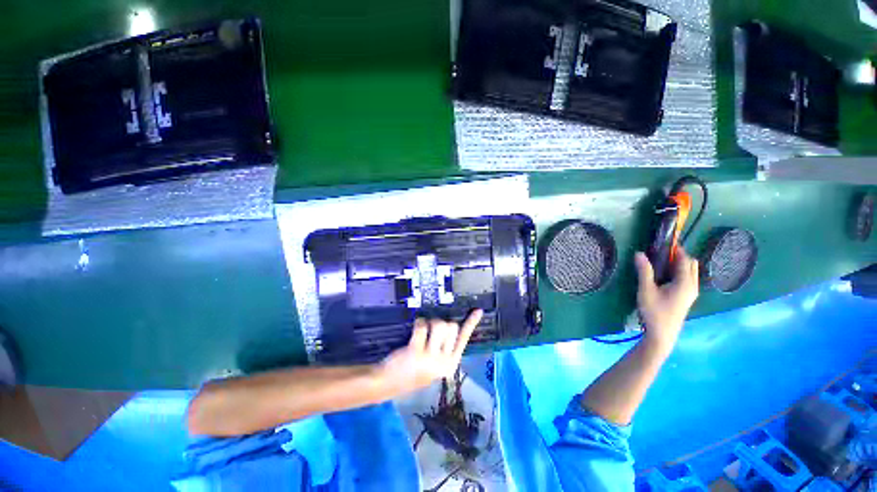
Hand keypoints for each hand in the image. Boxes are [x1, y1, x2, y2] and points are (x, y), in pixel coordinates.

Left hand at [379, 309, 483, 394]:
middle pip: (452, 326)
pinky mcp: (417, 351)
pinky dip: (418, 323)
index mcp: (451, 364)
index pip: (465, 339)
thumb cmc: (413, 371)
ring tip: (423, 332)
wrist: (390, 383)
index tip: (479, 310)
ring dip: (430, 323)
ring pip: (439, 324)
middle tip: (430, 332)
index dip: (471, 323)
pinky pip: (423, 326)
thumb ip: (445, 349)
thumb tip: (452, 326)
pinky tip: (414, 330)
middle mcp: (444, 362)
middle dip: (441, 324)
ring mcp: (431, 358)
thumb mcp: (434, 365)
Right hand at [634, 249, 698, 354]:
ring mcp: (691, 292)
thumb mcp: (646, 290)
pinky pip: (686, 278)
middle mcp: (692, 285)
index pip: (685, 259)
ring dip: (678, 264)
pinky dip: (678, 272)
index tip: (662, 243)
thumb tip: (639, 253)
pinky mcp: (686, 297)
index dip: (675, 249)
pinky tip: (663, 276)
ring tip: (659, 263)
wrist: (662, 334)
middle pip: (690, 264)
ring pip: (689, 271)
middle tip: (659, 253)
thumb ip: (644, 271)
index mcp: (685, 282)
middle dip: (678, 256)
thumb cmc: (654, 311)